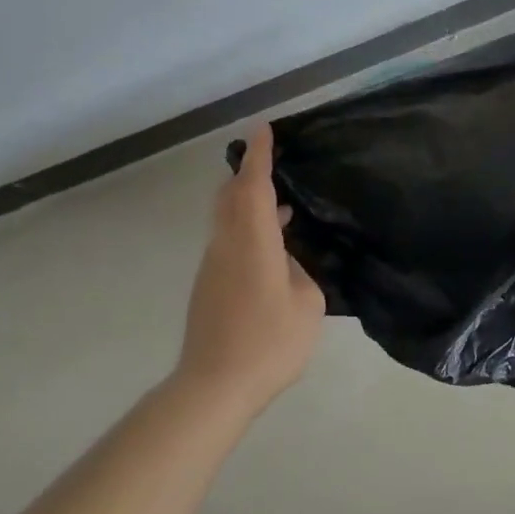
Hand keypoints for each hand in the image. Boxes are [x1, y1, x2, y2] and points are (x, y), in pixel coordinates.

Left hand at [176, 125, 324, 409]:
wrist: (215, 385)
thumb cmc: (270, 343)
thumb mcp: (306, 305)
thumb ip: (299, 272)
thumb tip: (286, 261)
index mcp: (253, 243)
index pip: (253, 186)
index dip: (259, 156)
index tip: (264, 128)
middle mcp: (226, 245)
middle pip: (230, 196)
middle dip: (248, 174)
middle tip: (273, 165)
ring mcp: (212, 265)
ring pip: (227, 219)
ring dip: (250, 205)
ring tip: (285, 210)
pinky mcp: (208, 286)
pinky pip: (228, 242)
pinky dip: (247, 230)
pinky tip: (272, 251)